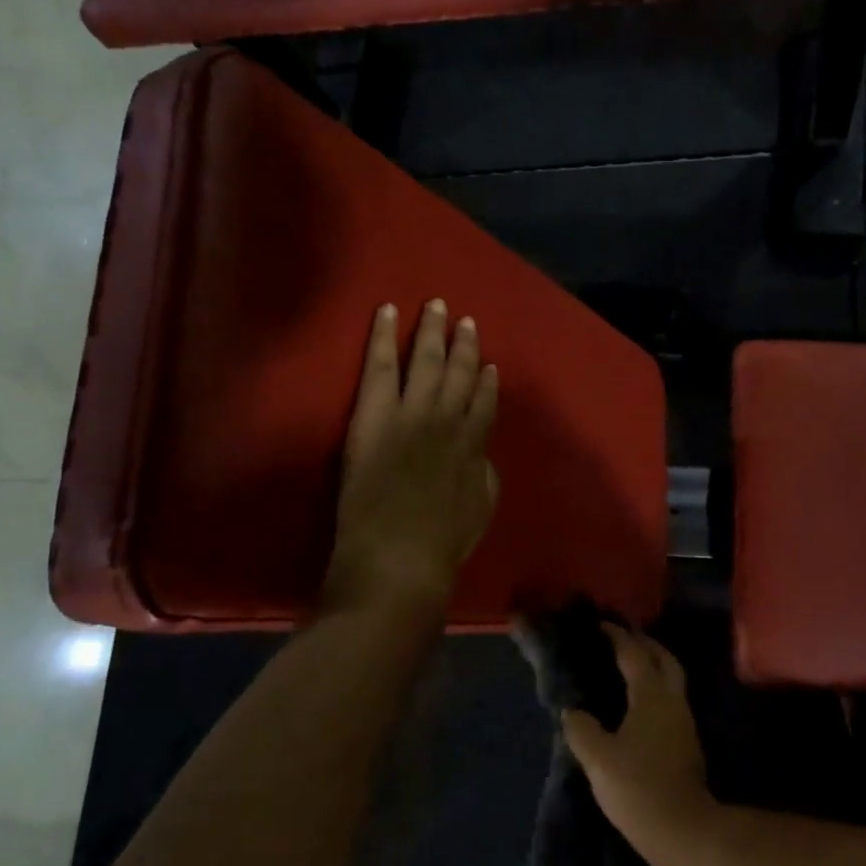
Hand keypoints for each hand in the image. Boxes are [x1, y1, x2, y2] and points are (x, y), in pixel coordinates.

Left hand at [325, 300, 499, 618]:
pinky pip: (381, 366)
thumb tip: (479, 455)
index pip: (484, 404)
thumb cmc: (441, 546)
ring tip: (437, 305)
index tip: (490, 365)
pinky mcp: (375, 415)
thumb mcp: (479, 510)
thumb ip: (482, 475)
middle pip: (460, 373)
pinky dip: (384, 336)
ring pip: (426, 360)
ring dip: (432, 331)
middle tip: (466, 320)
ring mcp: (412, 414)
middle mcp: (449, 421)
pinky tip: (388, 311)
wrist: (399, 559)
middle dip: (464, 345)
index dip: (488, 382)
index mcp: (473, 447)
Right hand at [561, 625, 710, 838]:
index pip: (634, 653)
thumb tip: (572, 711)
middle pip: (663, 659)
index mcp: (651, 695)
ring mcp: (683, 721)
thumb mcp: (598, 758)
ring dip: (652, 665)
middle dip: (643, 644)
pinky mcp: (686, 741)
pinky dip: (653, 688)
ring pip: (670, 679)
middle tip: (620, 638)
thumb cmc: (639, 787)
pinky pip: (669, 699)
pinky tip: (635, 701)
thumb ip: (581, 728)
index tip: (600, 625)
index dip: (617, 636)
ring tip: (626, 666)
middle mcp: (672, 700)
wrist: (684, 831)